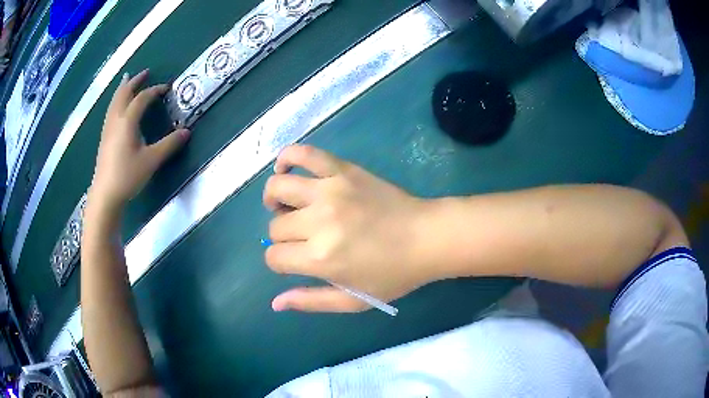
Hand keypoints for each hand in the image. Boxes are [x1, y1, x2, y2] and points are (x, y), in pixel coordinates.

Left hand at [89, 69, 189, 211]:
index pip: (142, 98)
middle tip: (145, 72)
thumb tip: (186, 132)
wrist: (105, 195)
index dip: (155, 90)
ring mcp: (108, 129)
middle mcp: (116, 120)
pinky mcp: (104, 138)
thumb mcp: (151, 161)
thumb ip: (169, 145)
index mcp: (127, 122)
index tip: (166, 88)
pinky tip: (117, 107)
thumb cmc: (127, 176)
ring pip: (114, 101)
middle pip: (124, 94)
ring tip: (127, 80)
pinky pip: (110, 111)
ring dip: (123, 88)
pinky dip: (116, 101)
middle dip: (135, 81)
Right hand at [263, 145, 435, 312]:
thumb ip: (311, 301)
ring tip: (285, 205)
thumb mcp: (353, 300)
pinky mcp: (342, 170)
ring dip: (273, 199)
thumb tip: (275, 302)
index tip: (294, 261)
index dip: (279, 262)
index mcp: (319, 258)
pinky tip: (286, 168)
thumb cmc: (393, 274)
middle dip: (283, 237)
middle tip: (302, 238)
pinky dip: (288, 157)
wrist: (427, 238)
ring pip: (278, 187)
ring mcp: (329, 191)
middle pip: (275, 226)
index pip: (274, 257)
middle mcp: (318, 222)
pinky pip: (305, 153)